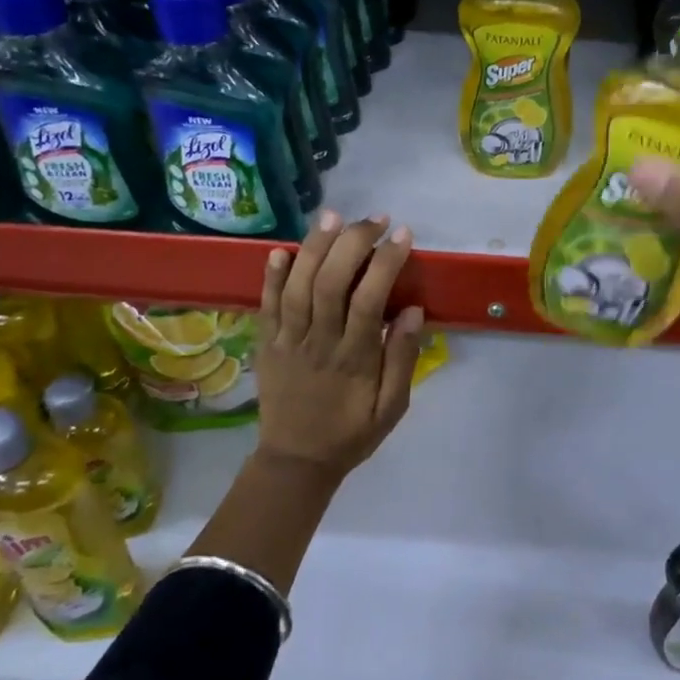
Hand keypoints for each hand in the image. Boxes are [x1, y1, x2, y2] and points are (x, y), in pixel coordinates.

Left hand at [254, 210, 424, 482]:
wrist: (296, 462)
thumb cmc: (352, 432)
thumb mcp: (393, 407)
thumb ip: (402, 359)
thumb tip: (413, 311)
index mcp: (354, 359)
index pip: (369, 299)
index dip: (385, 262)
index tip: (403, 235)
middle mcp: (318, 343)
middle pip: (331, 283)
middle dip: (352, 243)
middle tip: (374, 219)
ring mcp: (287, 342)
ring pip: (297, 287)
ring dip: (314, 247)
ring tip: (332, 217)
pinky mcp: (266, 344)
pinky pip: (266, 306)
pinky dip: (271, 277)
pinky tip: (281, 250)